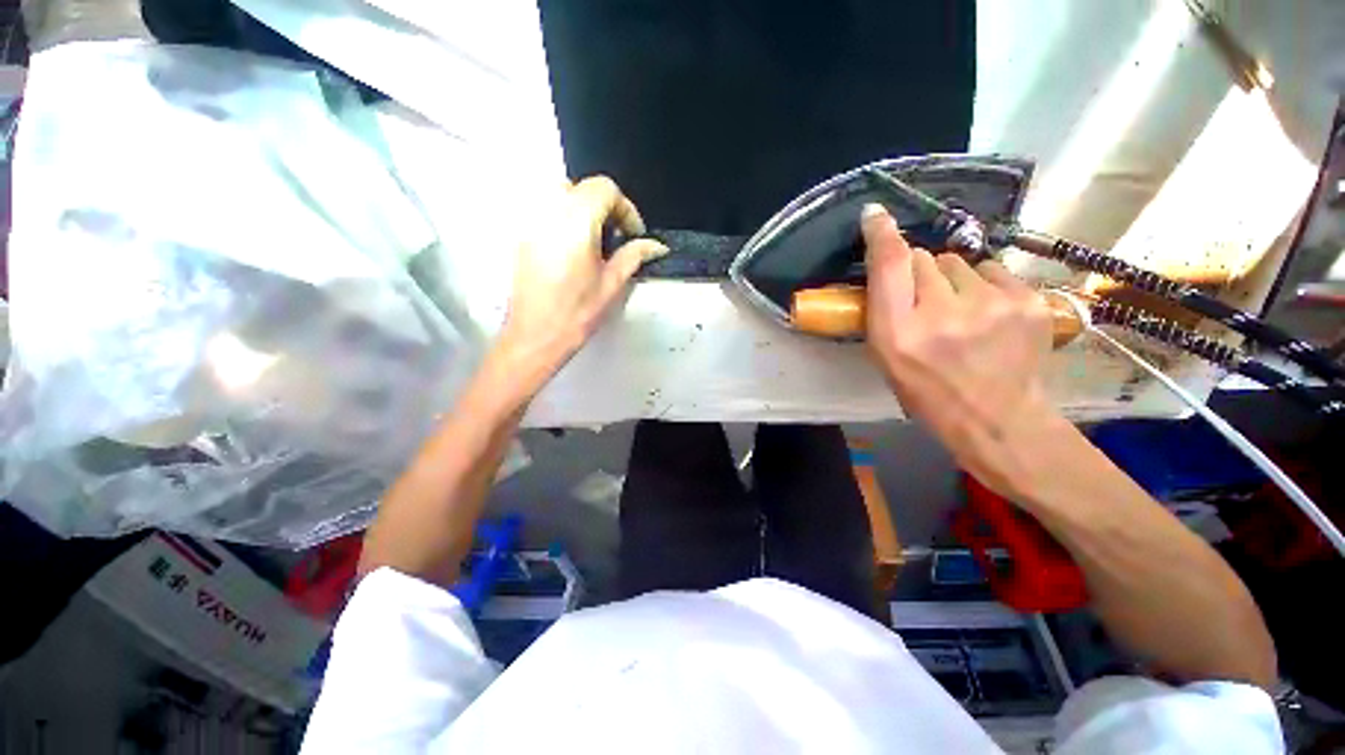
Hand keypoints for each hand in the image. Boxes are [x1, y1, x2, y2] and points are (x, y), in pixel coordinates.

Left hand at [492, 176, 667, 395]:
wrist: (535, 336)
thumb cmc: (577, 314)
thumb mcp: (611, 284)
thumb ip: (634, 256)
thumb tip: (656, 246)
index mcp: (575, 223)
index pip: (604, 189)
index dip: (625, 208)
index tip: (634, 233)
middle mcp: (549, 214)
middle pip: (582, 188)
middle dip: (605, 206)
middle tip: (617, 236)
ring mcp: (531, 224)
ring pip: (561, 195)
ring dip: (584, 209)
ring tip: (596, 241)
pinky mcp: (522, 237)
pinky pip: (546, 212)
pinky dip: (565, 218)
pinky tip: (575, 249)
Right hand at [861, 203, 1066, 498]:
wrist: (998, 418)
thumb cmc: (928, 391)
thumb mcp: (887, 357)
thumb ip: (884, 310)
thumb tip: (894, 263)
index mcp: (899, 334)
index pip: (889, 266)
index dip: (882, 235)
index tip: (875, 214)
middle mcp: (942, 313)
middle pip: (924, 258)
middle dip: (920, 273)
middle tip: (927, 303)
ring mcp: (991, 304)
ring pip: (959, 262)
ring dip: (953, 279)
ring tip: (962, 312)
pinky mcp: (1028, 300)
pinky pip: (992, 269)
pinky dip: (985, 285)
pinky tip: (988, 313)